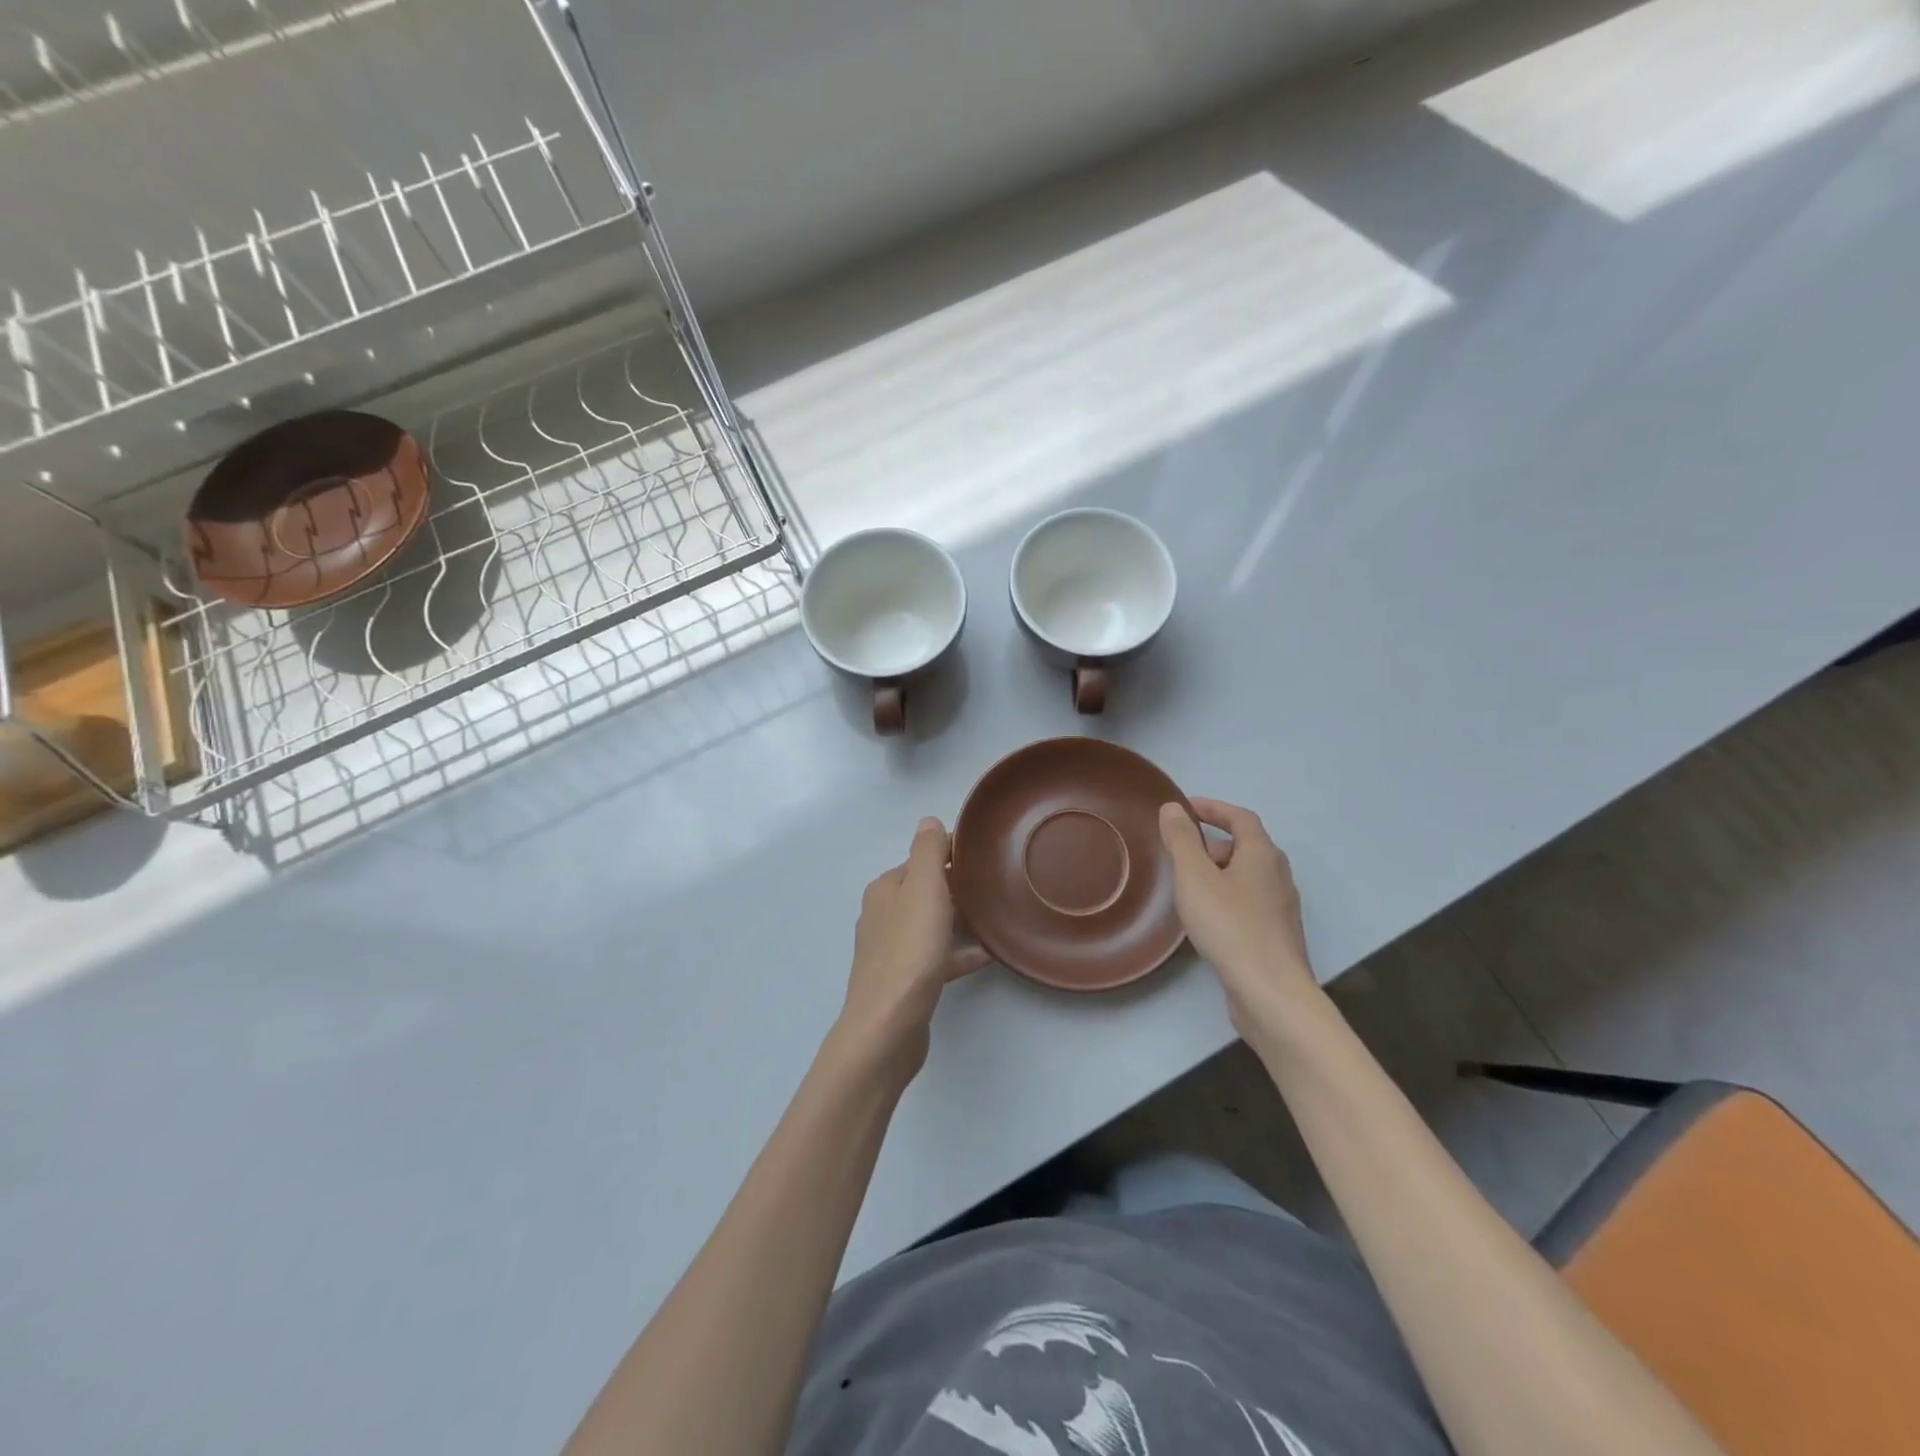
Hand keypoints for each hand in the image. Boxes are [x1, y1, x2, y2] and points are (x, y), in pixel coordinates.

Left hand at [836, 818, 989, 1080]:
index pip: (921, 859)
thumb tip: (928, 821)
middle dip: (957, 885)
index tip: (985, 853)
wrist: (888, 1026)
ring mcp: (891, 951)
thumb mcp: (923, 889)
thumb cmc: (909, 951)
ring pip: (931, 925)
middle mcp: (883, 915)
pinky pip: (937, 957)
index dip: (951, 853)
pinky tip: (986, 956)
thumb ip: (927, 852)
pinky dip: (958, 953)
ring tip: (995, 917)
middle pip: (925, 891)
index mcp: (885, 889)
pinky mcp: (904, 982)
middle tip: (996, 884)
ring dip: (959, 919)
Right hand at [1159, 798, 1317, 1036]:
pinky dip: (1226, 896)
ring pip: (1247, 876)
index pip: (1240, 818)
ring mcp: (1281, 907)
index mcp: (1262, 854)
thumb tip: (1172, 808)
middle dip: (1213, 842)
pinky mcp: (1276, 935)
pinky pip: (1248, 901)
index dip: (1213, 808)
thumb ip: (1181, 839)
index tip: (1185, 807)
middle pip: (1246, 846)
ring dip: (1219, 870)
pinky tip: (1206, 917)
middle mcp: (1278, 875)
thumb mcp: (1195, 876)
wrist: (1270, 992)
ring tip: (1187, 883)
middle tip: (1180, 850)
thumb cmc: (1230, 926)